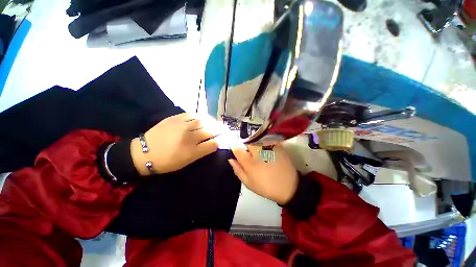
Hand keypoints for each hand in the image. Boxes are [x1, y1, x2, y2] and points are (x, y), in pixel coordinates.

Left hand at [131, 113, 218, 174]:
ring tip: (209, 124)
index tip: (219, 140)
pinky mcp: (175, 118)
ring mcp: (183, 126)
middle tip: (216, 131)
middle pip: (210, 132)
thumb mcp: (187, 161)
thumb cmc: (167, 162)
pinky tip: (198, 119)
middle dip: (215, 132)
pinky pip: (192, 114)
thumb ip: (202, 152)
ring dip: (208, 123)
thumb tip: (213, 143)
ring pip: (203, 122)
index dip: (219, 142)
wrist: (144, 153)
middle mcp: (190, 137)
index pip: (214, 144)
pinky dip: (197, 117)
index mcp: (193, 151)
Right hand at [228, 144, 298, 204]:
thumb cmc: (266, 186)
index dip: (233, 145)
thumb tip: (230, 159)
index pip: (237, 148)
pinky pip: (265, 139)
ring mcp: (268, 147)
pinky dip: (262, 141)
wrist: (289, 186)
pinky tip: (264, 149)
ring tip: (255, 150)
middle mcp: (258, 152)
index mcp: (250, 162)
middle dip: (243, 143)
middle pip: (246, 140)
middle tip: (246, 150)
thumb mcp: (249, 183)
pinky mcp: (276, 145)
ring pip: (255, 138)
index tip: (234, 147)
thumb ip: (238, 170)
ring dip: (252, 142)